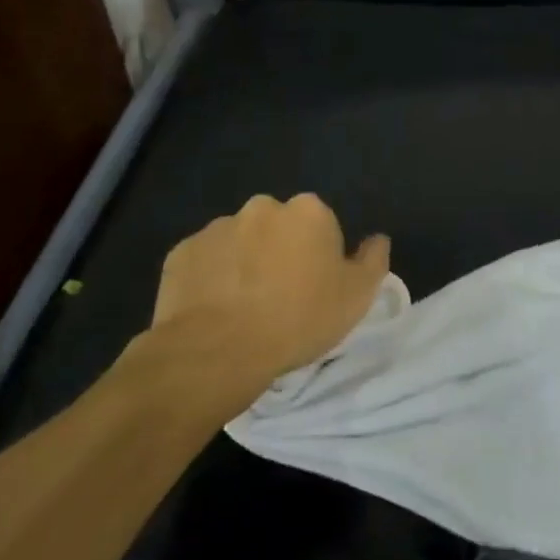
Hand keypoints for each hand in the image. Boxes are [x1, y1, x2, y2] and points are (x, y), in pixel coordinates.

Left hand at [143, 194, 389, 396]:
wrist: (218, 351)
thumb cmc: (298, 320)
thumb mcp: (357, 297)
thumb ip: (373, 260)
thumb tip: (377, 239)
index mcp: (307, 212)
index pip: (320, 225)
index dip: (319, 256)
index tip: (315, 288)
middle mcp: (261, 207)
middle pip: (277, 227)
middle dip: (279, 251)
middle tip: (279, 298)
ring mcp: (217, 227)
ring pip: (239, 242)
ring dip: (244, 264)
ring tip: (242, 309)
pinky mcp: (182, 252)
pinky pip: (204, 262)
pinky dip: (210, 279)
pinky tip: (214, 311)